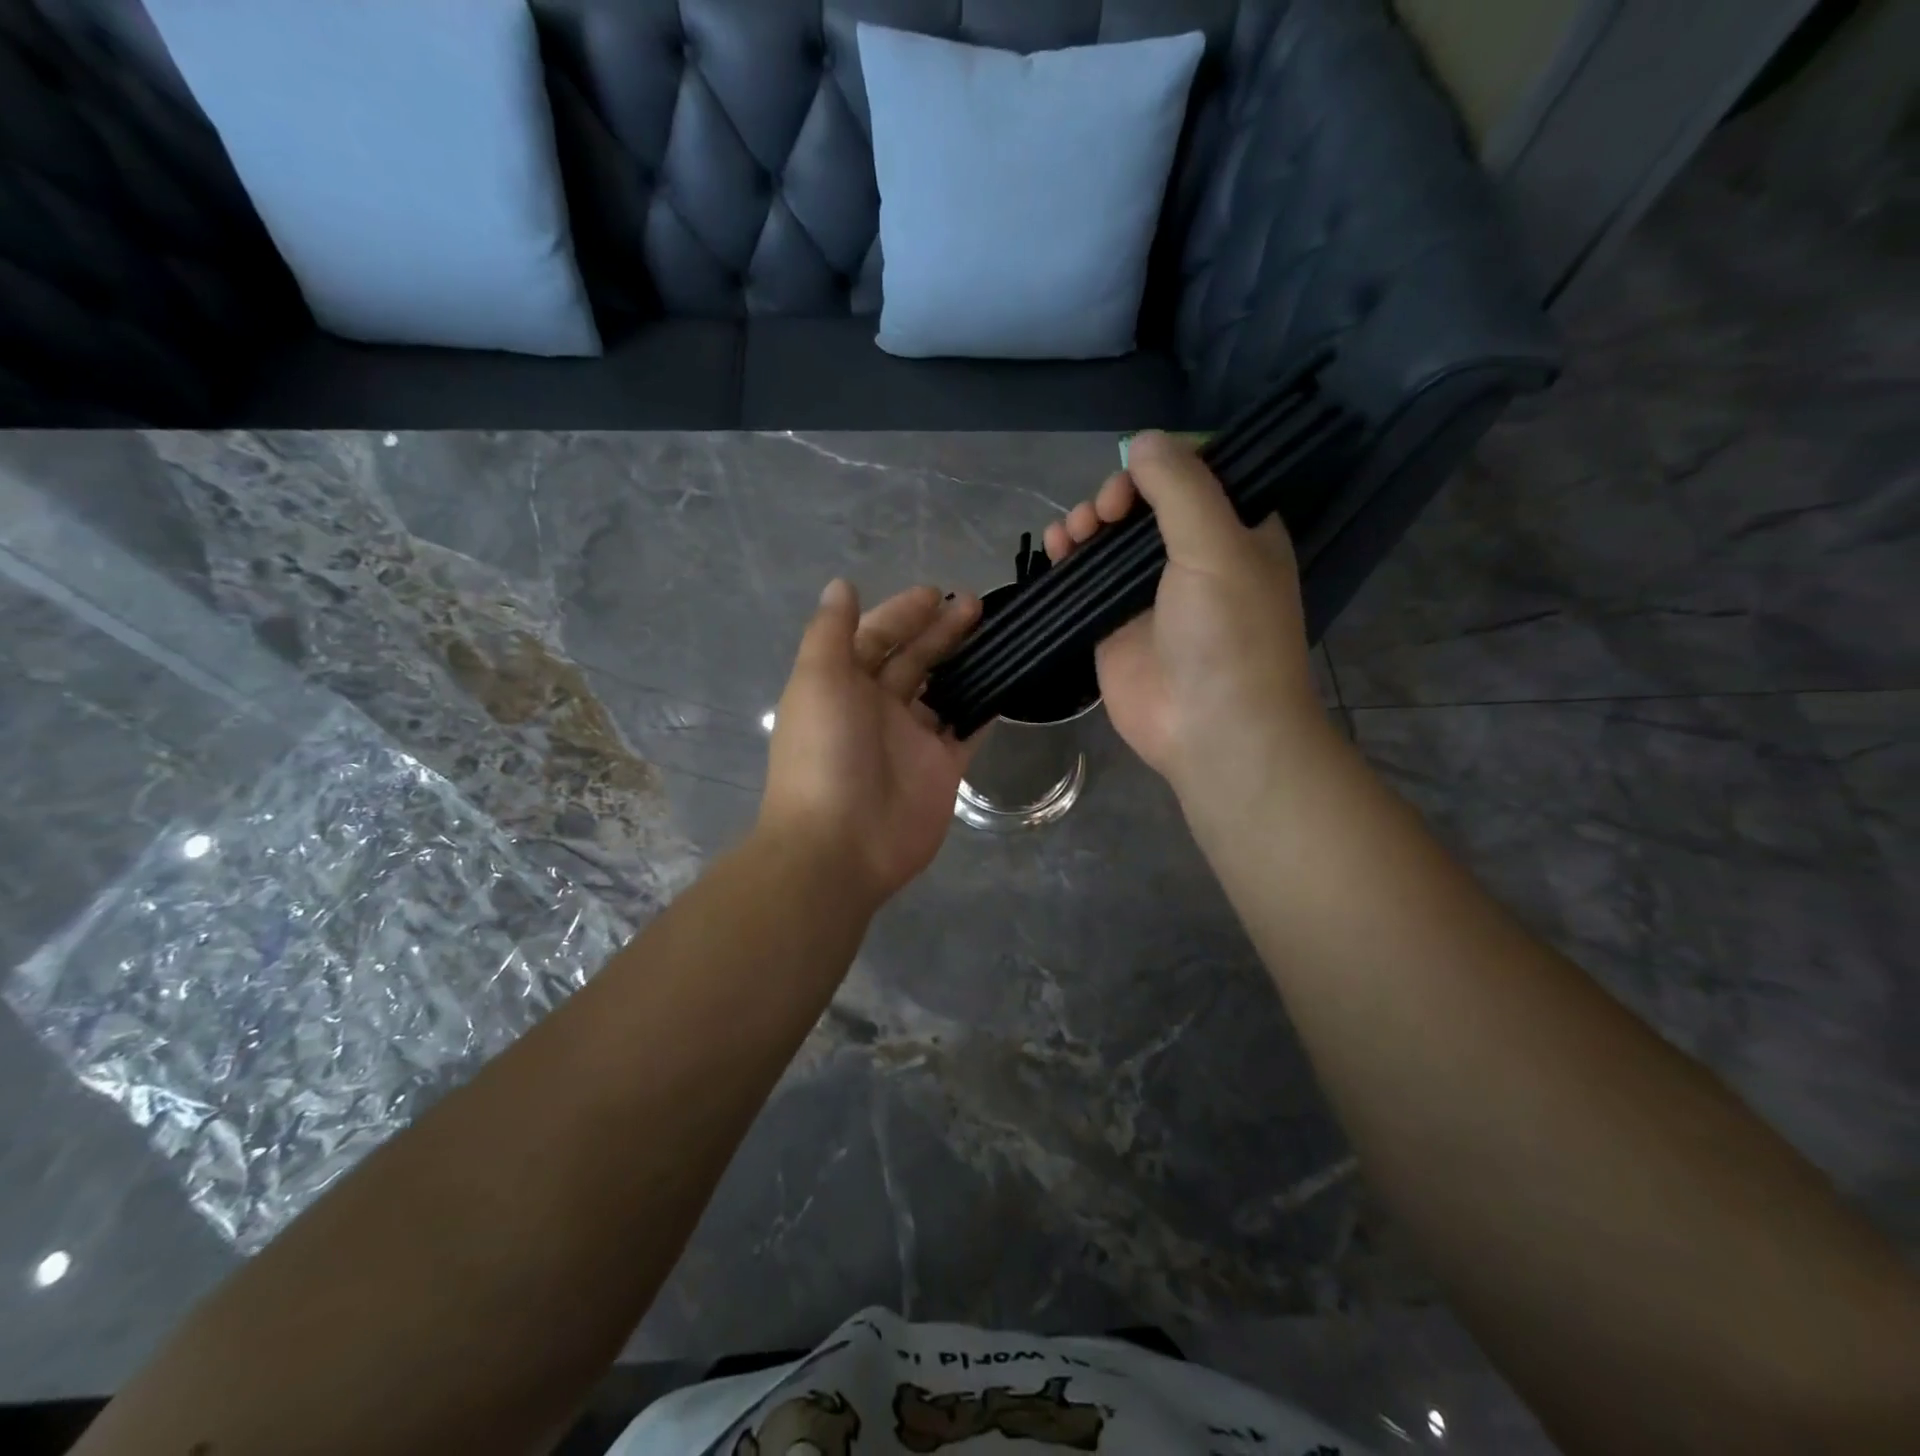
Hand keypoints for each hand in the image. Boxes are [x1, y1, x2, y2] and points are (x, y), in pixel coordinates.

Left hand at [758, 581, 981, 907]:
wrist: (840, 844)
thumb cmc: (824, 753)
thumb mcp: (818, 680)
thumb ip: (831, 632)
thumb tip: (840, 586)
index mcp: (842, 685)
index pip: (874, 638)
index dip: (901, 614)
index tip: (934, 594)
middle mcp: (876, 709)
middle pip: (913, 660)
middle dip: (939, 631)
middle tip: (976, 605)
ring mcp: (911, 740)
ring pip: (943, 692)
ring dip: (965, 664)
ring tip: (997, 635)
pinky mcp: (942, 769)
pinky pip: (966, 731)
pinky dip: (982, 709)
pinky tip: (1005, 683)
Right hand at [1043, 431, 1334, 818]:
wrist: (1210, 728)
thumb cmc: (1229, 634)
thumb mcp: (1216, 546)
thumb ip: (1180, 487)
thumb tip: (1141, 441)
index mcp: (1235, 532)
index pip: (1195, 477)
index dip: (1160, 467)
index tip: (1136, 476)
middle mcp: (1193, 558)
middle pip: (1144, 504)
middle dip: (1117, 496)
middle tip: (1103, 513)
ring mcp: (1148, 593)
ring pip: (1109, 540)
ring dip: (1086, 523)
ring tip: (1074, 532)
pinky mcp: (1112, 624)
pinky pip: (1085, 580)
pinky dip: (1068, 558)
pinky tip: (1055, 548)